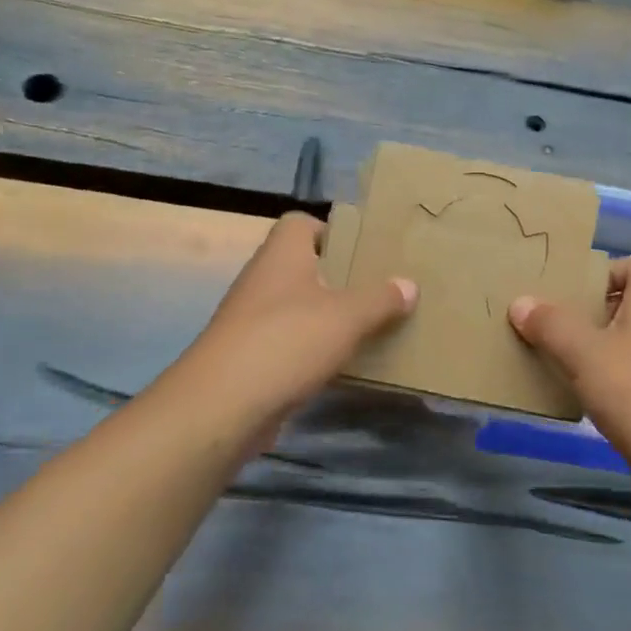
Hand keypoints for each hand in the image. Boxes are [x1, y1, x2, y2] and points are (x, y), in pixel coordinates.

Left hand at [169, 212, 415, 431]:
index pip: (301, 223)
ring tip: (371, 325)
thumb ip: (380, 299)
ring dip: (329, 316)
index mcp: (282, 254)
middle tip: (379, 288)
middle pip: (305, 266)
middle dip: (340, 277)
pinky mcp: (252, 357)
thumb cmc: (287, 342)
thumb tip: (409, 284)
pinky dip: (315, 349)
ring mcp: (254, 320)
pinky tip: (343, 362)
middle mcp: (264, 279)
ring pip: (300, 307)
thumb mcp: (346, 317)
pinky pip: (292, 342)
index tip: (364, 249)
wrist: (222, 406)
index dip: (332, 230)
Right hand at [509, 254, 630, 473]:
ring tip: (567, 360)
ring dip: (603, 346)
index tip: (573, 294)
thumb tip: (520, 302)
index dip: (605, 271)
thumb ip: (550, 324)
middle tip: (558, 326)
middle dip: (594, 311)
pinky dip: (616, 376)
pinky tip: (591, 395)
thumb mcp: (583, 352)